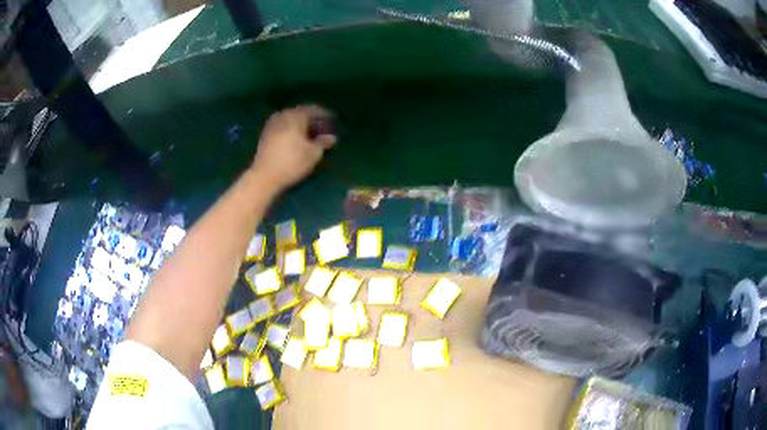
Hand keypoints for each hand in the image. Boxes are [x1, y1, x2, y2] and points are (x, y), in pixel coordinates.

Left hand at [251, 105, 336, 191]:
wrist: (264, 176)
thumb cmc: (292, 163)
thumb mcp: (313, 154)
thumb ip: (323, 142)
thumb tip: (331, 137)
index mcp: (296, 116)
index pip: (314, 109)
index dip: (325, 115)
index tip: (333, 120)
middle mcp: (283, 115)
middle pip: (301, 113)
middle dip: (312, 119)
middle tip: (322, 127)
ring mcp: (272, 124)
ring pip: (291, 119)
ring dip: (301, 124)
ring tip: (310, 133)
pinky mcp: (266, 134)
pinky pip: (283, 126)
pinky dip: (291, 129)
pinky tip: (296, 138)